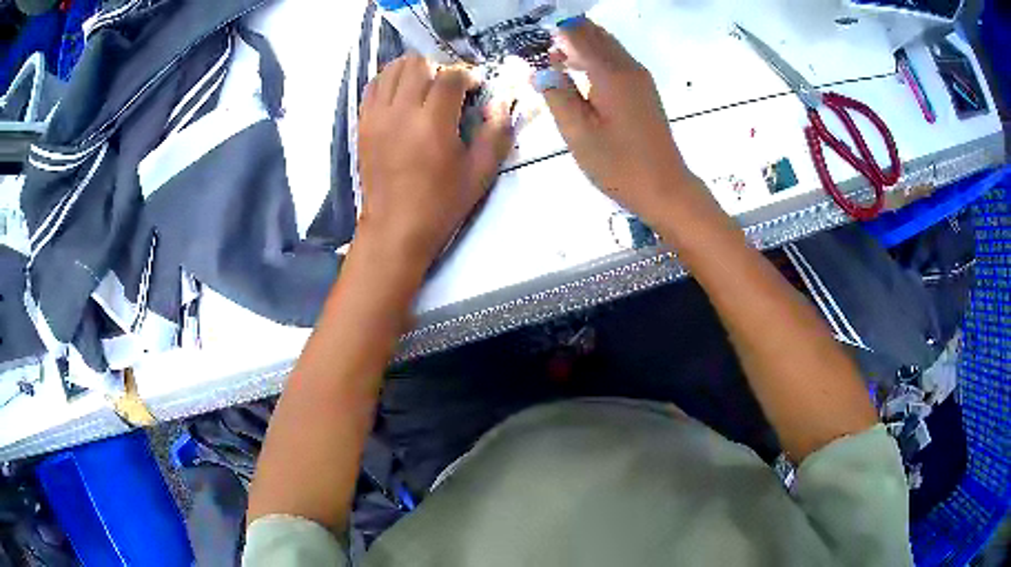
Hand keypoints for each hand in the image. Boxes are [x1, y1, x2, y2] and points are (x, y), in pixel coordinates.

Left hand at [357, 54, 513, 271]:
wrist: (395, 228)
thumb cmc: (441, 203)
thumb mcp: (481, 172)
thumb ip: (497, 132)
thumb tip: (501, 100)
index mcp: (433, 123)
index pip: (450, 75)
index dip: (467, 74)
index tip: (475, 87)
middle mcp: (401, 111)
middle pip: (418, 63)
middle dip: (440, 66)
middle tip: (450, 86)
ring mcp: (377, 116)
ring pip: (392, 69)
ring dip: (413, 70)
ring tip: (426, 87)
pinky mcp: (363, 124)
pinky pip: (373, 86)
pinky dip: (390, 81)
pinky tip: (403, 95)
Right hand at [538, 18, 696, 224]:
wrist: (665, 187)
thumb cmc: (618, 164)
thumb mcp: (578, 133)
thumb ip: (557, 95)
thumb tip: (542, 69)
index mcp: (610, 72)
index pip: (578, 34)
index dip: (554, 33)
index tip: (534, 43)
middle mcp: (628, 66)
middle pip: (595, 33)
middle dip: (568, 35)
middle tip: (544, 53)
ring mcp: (640, 77)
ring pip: (607, 45)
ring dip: (582, 46)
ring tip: (558, 63)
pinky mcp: (644, 90)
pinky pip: (616, 59)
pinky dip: (596, 58)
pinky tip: (582, 76)